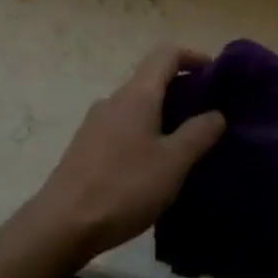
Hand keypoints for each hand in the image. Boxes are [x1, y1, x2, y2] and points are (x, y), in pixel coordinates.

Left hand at [25, 45, 226, 263]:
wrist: (62, 224)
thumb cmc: (124, 187)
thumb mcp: (173, 163)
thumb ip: (198, 134)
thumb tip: (216, 113)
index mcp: (136, 94)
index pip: (166, 53)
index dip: (193, 56)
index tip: (216, 74)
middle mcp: (114, 100)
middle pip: (151, 79)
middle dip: (182, 90)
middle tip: (209, 116)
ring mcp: (95, 123)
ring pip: (137, 105)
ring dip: (164, 114)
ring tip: (186, 144)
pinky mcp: (86, 146)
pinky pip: (124, 126)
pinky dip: (146, 132)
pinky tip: (155, 164)